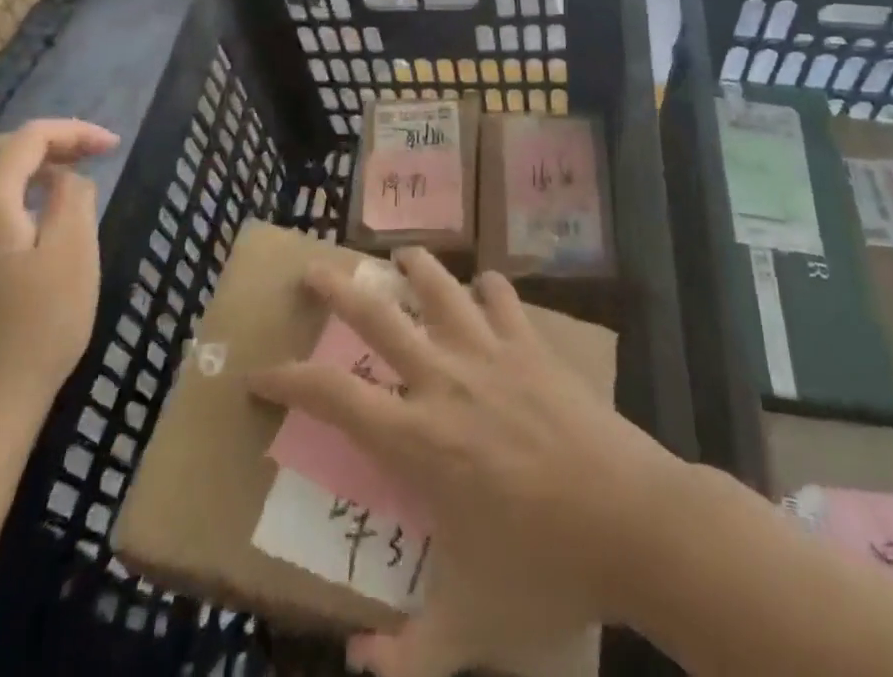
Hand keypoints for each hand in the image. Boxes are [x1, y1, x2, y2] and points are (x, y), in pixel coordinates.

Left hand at [0, 120, 117, 445]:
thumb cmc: (33, 332)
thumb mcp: (73, 257)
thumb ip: (74, 200)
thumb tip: (65, 178)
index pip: (27, 139)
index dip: (73, 132)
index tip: (112, 145)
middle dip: (46, 145)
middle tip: (91, 156)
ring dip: (23, 171)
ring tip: (66, 183)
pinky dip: (3, 199)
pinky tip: (29, 223)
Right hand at [250, 249, 681, 676]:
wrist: (631, 522)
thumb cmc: (544, 568)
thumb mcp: (470, 627)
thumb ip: (407, 657)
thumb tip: (356, 665)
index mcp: (417, 439)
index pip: (333, 397)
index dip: (289, 380)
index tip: (261, 374)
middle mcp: (445, 380)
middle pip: (378, 316)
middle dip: (337, 288)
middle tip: (313, 269)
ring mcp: (491, 353)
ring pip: (440, 287)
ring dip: (415, 268)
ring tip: (399, 257)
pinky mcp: (532, 345)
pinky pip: (503, 297)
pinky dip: (488, 288)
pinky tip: (484, 287)